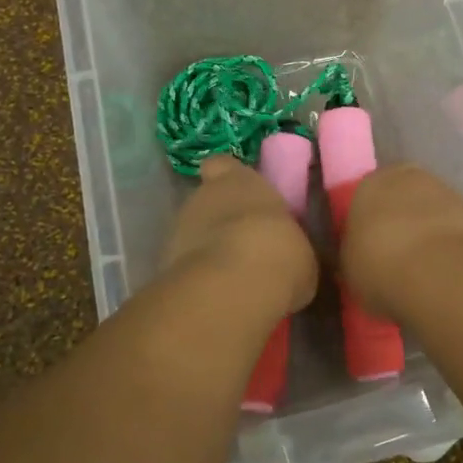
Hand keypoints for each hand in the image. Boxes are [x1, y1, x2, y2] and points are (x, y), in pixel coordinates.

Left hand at [161, 156, 317, 320]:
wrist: (234, 286)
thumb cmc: (278, 252)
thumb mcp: (298, 248)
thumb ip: (284, 243)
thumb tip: (286, 257)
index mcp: (239, 181)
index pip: (222, 165)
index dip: (228, 178)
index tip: (242, 195)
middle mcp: (202, 197)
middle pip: (207, 202)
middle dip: (220, 221)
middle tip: (245, 245)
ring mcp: (176, 231)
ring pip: (191, 234)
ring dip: (206, 251)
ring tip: (231, 278)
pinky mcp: (163, 266)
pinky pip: (184, 267)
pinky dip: (197, 278)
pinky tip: (217, 297)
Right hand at [338, 163, 462, 318]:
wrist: (438, 270)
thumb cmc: (379, 265)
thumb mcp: (349, 267)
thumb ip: (353, 253)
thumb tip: (359, 254)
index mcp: (368, 184)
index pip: (363, 198)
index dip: (366, 223)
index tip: (368, 248)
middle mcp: (405, 176)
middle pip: (399, 196)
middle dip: (398, 218)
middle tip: (395, 254)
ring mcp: (443, 189)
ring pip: (428, 208)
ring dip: (425, 228)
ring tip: (422, 265)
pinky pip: (451, 225)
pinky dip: (447, 240)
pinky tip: (444, 266)